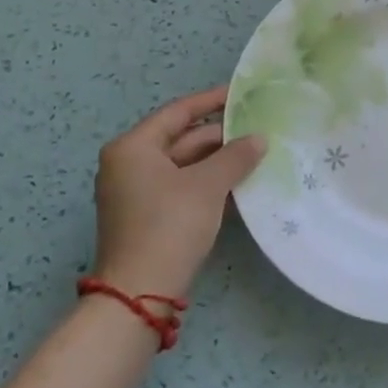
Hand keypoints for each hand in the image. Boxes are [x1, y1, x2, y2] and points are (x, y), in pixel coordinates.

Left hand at [92, 86, 264, 297]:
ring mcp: (135, 192)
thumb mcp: (208, 185)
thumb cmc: (170, 225)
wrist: (140, 293)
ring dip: (217, 161)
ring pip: (183, 165)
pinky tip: (237, 183)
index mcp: (133, 147)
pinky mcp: (145, 216)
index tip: (242, 94)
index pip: (178, 112)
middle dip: (220, 137)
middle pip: (181, 139)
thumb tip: (259, 138)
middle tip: (258, 129)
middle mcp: (128, 164)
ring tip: (255, 154)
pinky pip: (180, 186)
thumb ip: (235, 156)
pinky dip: (206, 182)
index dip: (212, 101)